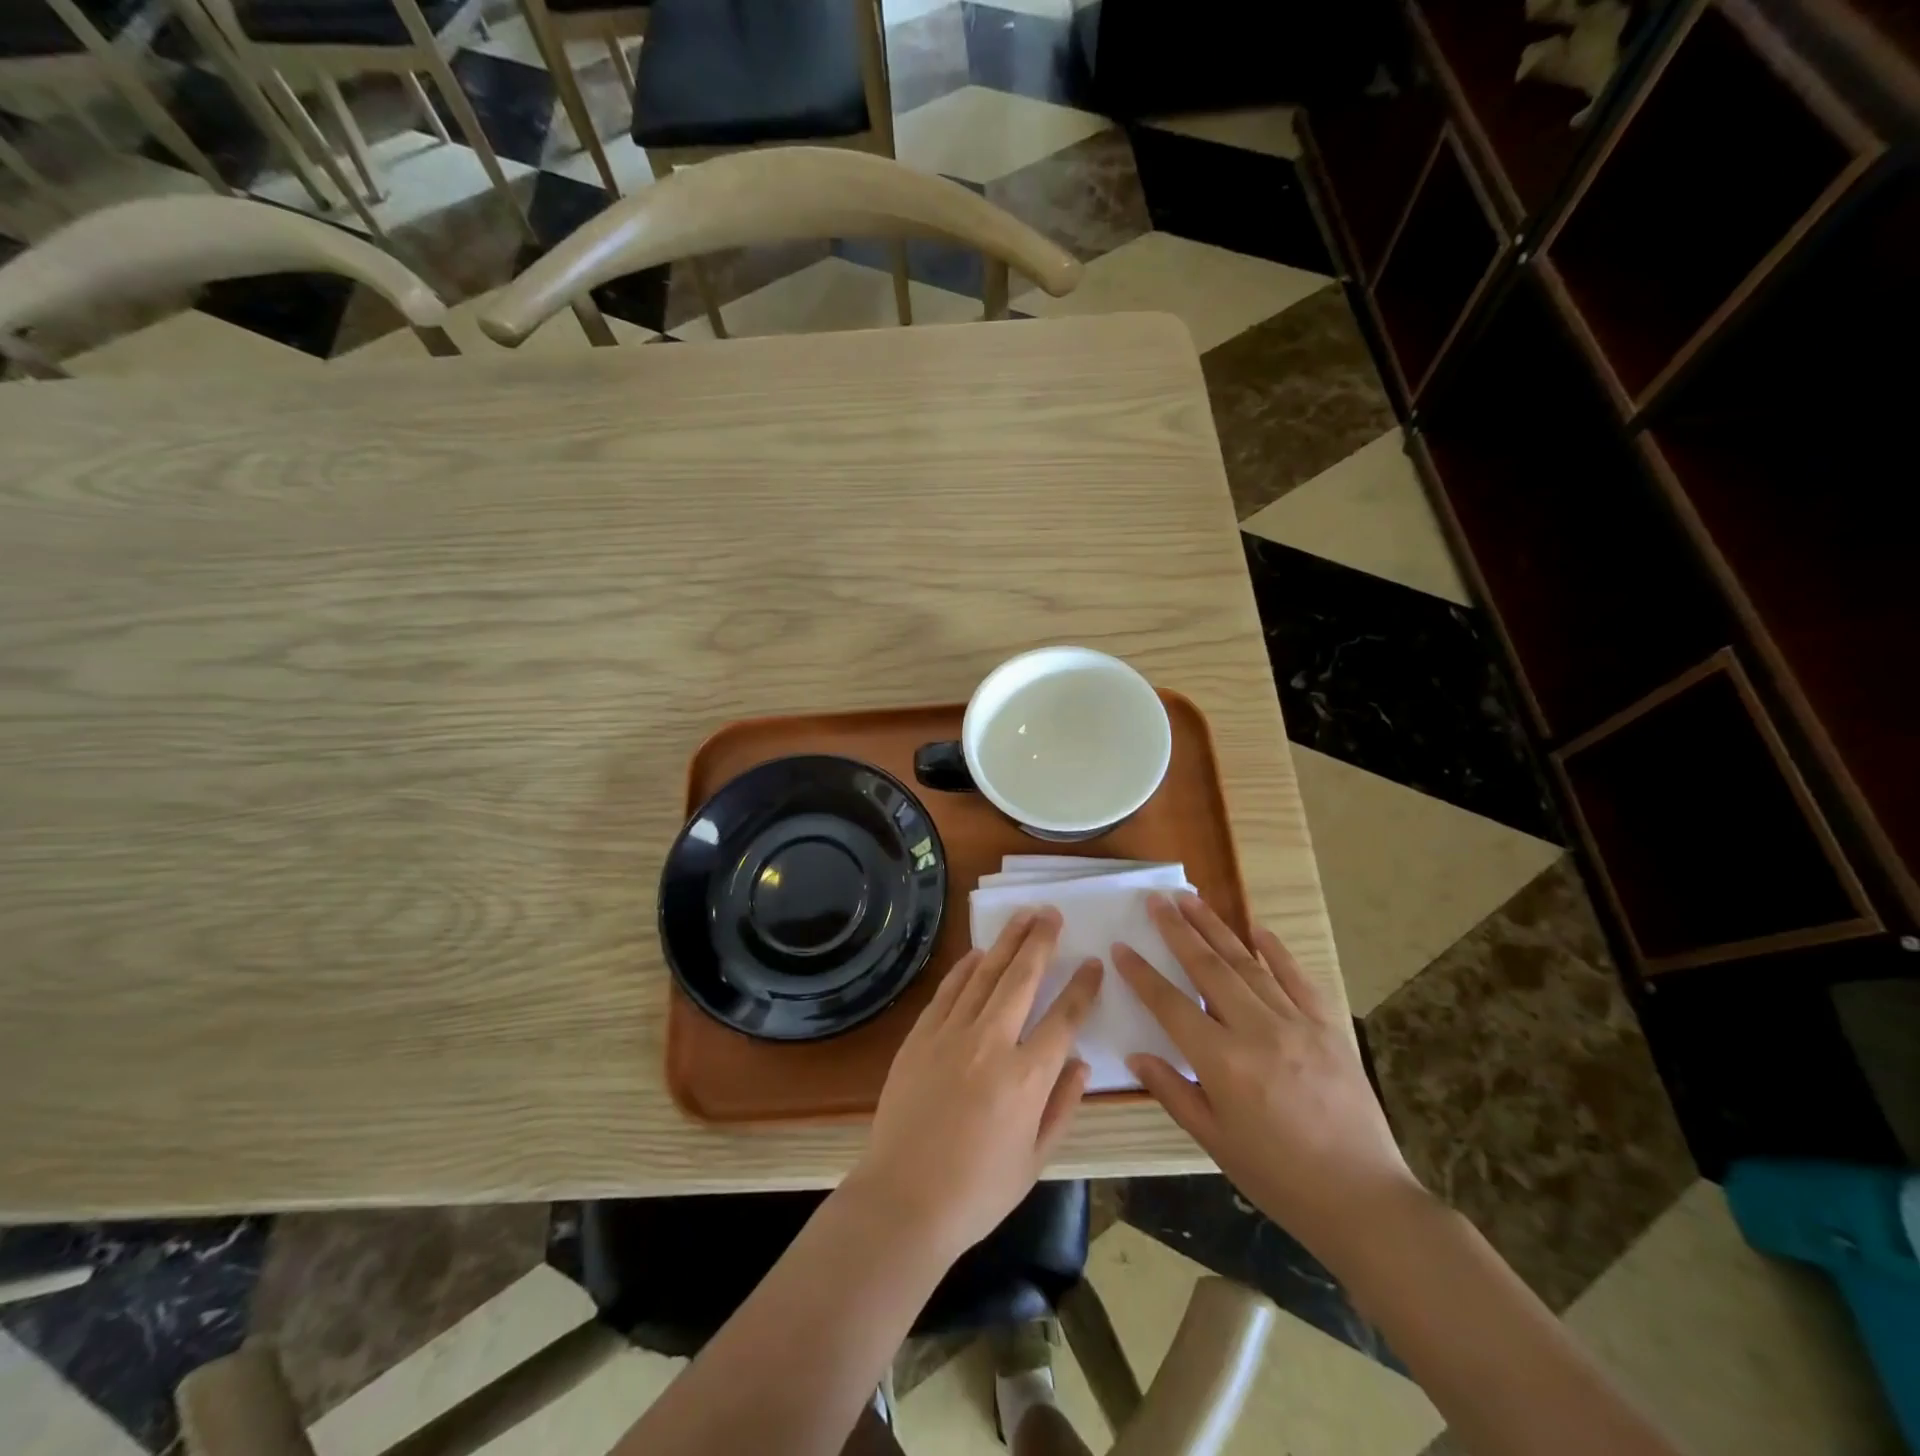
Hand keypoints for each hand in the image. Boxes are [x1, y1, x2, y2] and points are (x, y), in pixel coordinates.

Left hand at [847, 908, 1101, 1262]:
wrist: (903, 1200)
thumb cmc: (977, 1191)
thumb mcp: (1035, 1160)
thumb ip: (1062, 1106)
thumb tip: (1081, 1062)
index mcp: (1026, 1077)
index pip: (1064, 1018)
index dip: (1082, 987)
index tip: (1093, 963)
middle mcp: (991, 1043)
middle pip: (1022, 978)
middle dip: (1041, 942)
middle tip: (1052, 913)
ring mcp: (951, 1034)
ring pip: (984, 974)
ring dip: (1006, 942)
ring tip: (1024, 916)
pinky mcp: (920, 1036)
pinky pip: (948, 990)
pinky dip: (965, 968)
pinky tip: (978, 953)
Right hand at [1113, 892, 1425, 1265]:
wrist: (1364, 1200)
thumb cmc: (1279, 1178)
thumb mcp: (1215, 1142)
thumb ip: (1173, 1092)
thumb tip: (1136, 1055)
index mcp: (1223, 1063)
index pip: (1171, 1004)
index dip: (1142, 974)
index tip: (1121, 946)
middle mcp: (1257, 1031)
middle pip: (1208, 968)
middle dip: (1178, 930)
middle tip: (1157, 900)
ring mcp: (1297, 1023)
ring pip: (1248, 963)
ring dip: (1216, 928)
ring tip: (1191, 899)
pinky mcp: (1328, 1027)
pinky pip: (1298, 978)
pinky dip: (1276, 950)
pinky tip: (1256, 928)